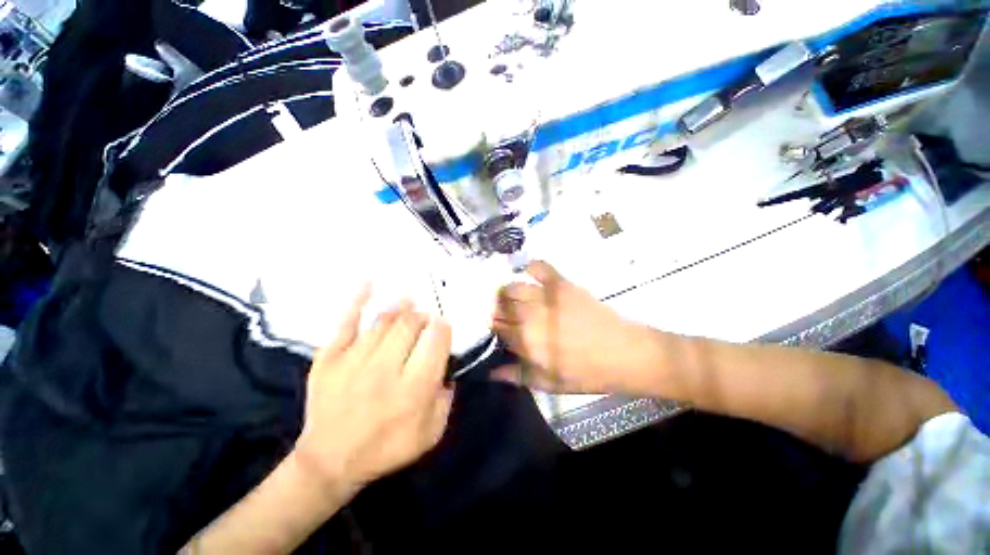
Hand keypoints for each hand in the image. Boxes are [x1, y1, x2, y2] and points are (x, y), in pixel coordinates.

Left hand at [294, 286, 453, 488]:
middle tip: (426, 322)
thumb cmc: (386, 448)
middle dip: (424, 317)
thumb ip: (447, 396)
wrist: (329, 461)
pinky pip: (345, 322)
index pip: (435, 340)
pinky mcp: (329, 358)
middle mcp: (385, 370)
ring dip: (403, 308)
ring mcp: (353, 361)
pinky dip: (358, 299)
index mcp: (413, 389)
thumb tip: (447, 363)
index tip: (443, 327)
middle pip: (411, 324)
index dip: (443, 327)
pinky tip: (370, 281)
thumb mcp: (431, 432)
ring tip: (410, 303)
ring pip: (385, 320)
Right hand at [492, 261, 649, 394]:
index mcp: (527, 343)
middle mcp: (530, 316)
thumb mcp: (550, 384)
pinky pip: (540, 268)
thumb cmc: (586, 373)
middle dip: (497, 308)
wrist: (624, 353)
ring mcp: (546, 297)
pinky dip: (531, 267)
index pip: (498, 328)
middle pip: (501, 306)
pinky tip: (528, 273)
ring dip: (507, 291)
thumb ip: (518, 376)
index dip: (494, 327)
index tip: (496, 326)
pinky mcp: (562, 284)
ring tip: (511, 295)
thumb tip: (490, 372)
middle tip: (502, 312)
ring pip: (513, 287)